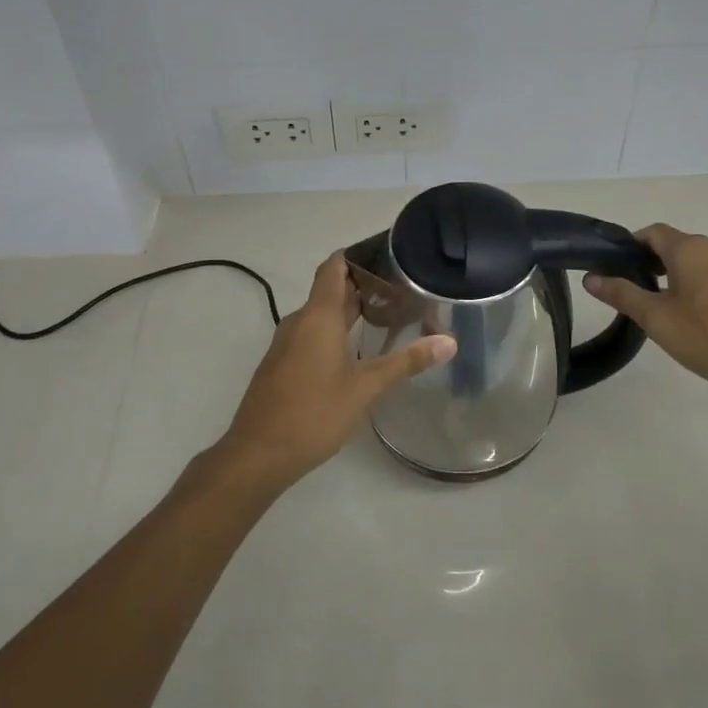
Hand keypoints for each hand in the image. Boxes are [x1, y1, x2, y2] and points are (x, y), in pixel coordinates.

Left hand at [217, 252, 455, 484]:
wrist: (258, 454)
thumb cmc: (314, 413)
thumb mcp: (366, 387)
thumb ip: (406, 362)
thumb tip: (449, 341)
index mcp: (317, 316)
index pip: (333, 267)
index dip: (357, 255)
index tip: (386, 253)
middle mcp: (299, 322)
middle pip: (329, 290)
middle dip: (362, 284)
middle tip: (400, 286)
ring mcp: (286, 344)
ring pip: (320, 315)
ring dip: (349, 310)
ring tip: (386, 314)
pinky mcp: (282, 365)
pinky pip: (311, 334)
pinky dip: (335, 331)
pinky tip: (357, 349)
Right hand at [583, 224, 707, 403]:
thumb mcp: (655, 318)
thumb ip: (622, 294)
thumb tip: (590, 277)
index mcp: (690, 249)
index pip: (652, 232)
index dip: (631, 246)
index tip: (616, 268)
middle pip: (675, 246)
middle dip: (652, 263)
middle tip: (634, 293)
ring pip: (697, 263)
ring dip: (676, 277)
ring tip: (662, 308)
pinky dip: (698, 288)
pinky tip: (693, 318)